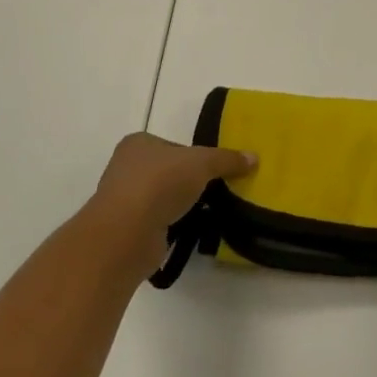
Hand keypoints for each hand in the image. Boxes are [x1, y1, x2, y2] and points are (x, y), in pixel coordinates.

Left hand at [84, 132, 254, 276]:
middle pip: (166, 171)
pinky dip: (170, 226)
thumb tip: (254, 157)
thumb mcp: (202, 163)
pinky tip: (187, 230)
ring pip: (160, 198)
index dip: (194, 156)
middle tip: (214, 190)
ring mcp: (122, 200)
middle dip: (187, 182)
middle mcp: (125, 167)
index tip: (213, 170)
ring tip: (205, 212)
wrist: (126, 233)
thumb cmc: (161, 183)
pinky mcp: (125, 230)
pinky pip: (155, 223)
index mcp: (138, 143)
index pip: (172, 146)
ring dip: (178, 205)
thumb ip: (227, 159)